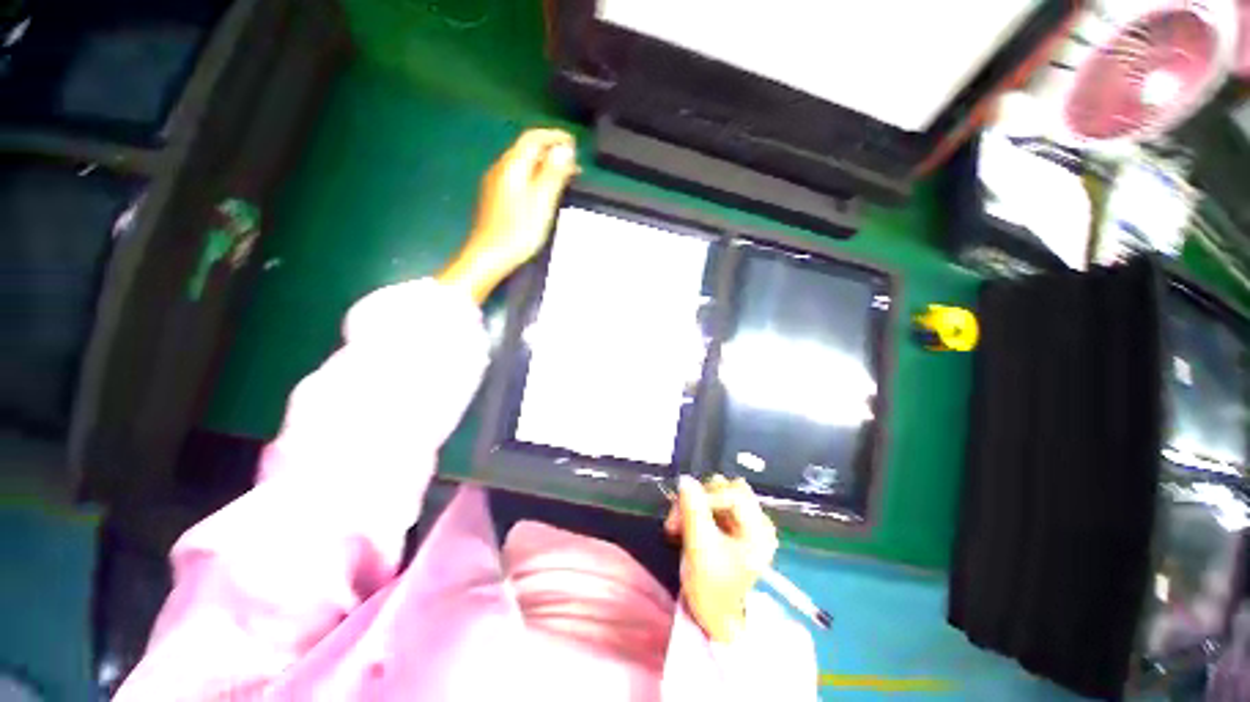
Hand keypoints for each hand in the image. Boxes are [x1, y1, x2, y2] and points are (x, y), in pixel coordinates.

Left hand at [438, 128, 577, 302]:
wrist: (490, 254)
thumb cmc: (519, 229)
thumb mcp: (542, 200)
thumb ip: (553, 173)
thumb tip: (565, 149)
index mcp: (513, 165)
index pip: (533, 138)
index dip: (554, 136)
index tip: (574, 142)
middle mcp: (501, 168)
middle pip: (527, 150)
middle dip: (551, 151)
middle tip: (573, 163)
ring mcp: (496, 183)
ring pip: (523, 164)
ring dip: (544, 165)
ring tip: (563, 177)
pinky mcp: (496, 198)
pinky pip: (518, 178)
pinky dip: (534, 178)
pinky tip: (543, 191)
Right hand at [665, 475, 778, 642]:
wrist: (714, 620)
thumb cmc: (712, 590)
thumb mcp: (700, 549)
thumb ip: (693, 510)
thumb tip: (685, 479)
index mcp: (759, 530)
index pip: (734, 494)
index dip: (706, 497)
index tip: (682, 510)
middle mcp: (756, 521)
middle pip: (727, 489)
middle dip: (698, 500)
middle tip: (676, 519)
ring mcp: (745, 523)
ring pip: (717, 494)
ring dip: (693, 504)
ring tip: (677, 525)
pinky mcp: (732, 526)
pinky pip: (712, 505)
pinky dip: (695, 510)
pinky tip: (683, 526)